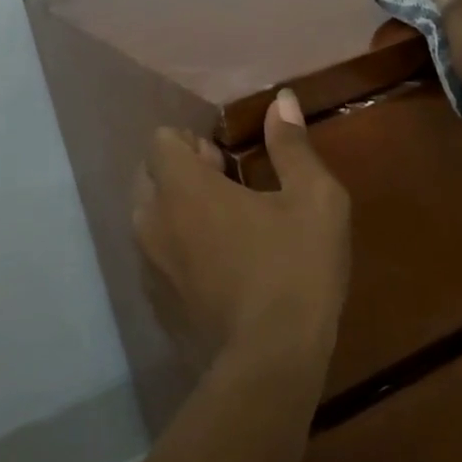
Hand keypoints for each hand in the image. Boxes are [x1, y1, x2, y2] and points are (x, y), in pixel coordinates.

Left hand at [132, 90, 349, 366]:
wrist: (271, 361)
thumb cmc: (296, 268)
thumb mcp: (313, 199)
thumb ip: (291, 145)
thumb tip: (281, 99)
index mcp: (183, 188)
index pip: (160, 140)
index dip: (190, 142)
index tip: (225, 161)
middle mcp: (152, 221)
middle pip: (148, 176)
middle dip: (179, 172)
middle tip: (226, 189)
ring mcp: (149, 266)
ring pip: (147, 218)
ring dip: (175, 211)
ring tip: (222, 228)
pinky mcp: (155, 303)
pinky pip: (155, 257)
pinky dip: (176, 250)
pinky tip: (216, 270)